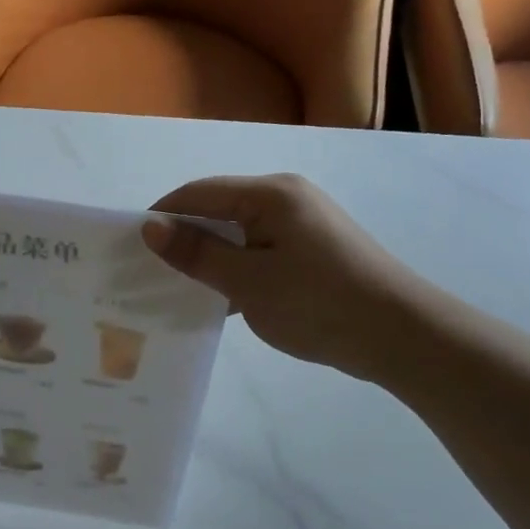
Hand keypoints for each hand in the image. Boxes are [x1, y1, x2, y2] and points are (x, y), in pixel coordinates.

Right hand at [143, 174, 420, 383]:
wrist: (401, 335)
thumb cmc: (318, 303)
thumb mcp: (248, 281)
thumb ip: (197, 253)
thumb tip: (150, 227)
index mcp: (269, 193)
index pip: (198, 193)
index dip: (162, 216)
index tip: (129, 248)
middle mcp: (286, 198)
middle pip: (218, 209)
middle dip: (184, 239)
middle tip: (148, 272)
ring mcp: (302, 224)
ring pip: (239, 234)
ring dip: (210, 258)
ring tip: (176, 289)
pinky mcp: (313, 251)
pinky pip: (260, 251)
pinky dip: (237, 270)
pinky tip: (217, 300)